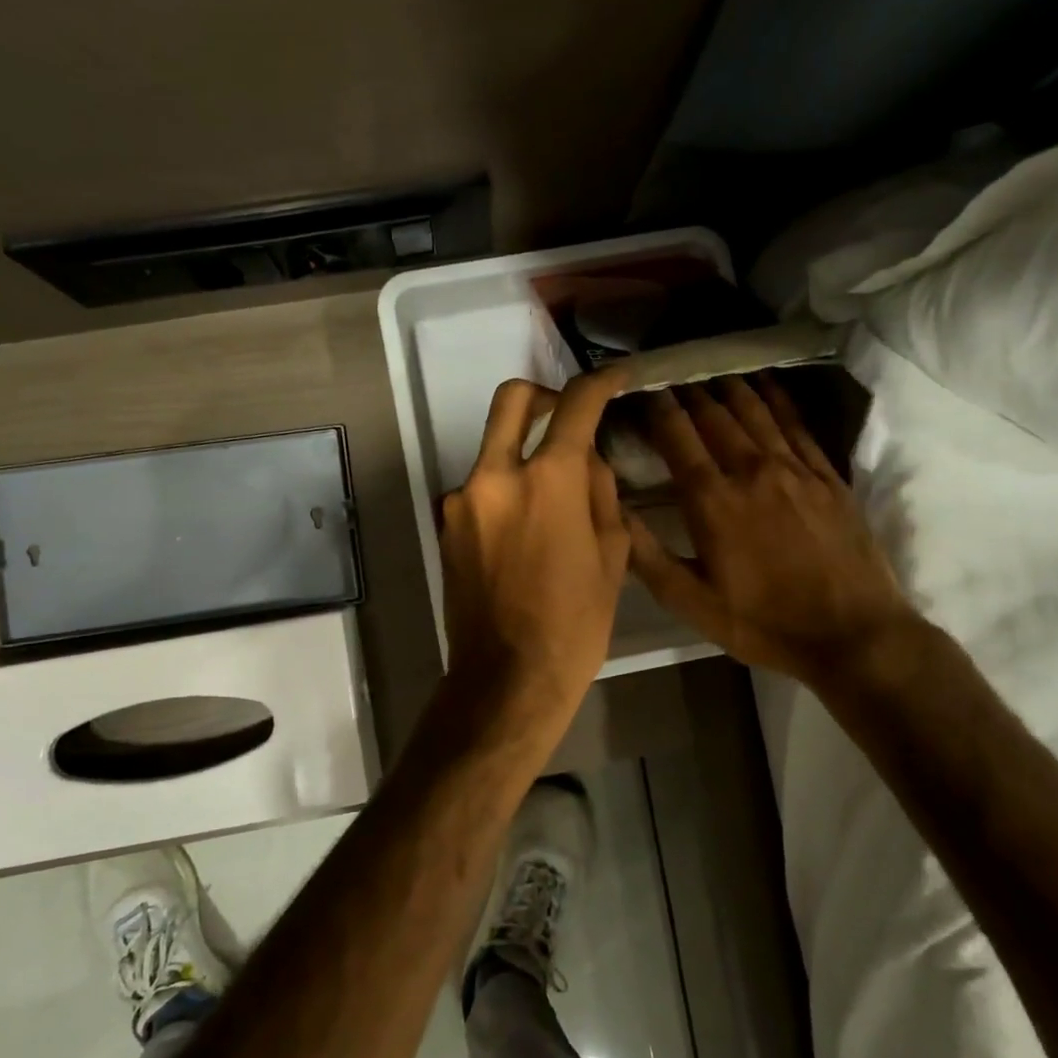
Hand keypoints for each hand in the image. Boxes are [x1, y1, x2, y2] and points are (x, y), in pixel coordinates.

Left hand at [438, 370, 631, 718]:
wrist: (507, 678)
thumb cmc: (575, 624)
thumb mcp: (611, 556)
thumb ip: (600, 493)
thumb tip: (588, 460)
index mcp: (549, 481)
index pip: (575, 406)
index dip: (598, 384)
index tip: (612, 380)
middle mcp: (496, 476)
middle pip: (511, 401)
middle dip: (541, 396)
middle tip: (563, 417)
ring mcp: (461, 500)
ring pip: (493, 450)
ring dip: (520, 456)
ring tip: (547, 502)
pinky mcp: (445, 525)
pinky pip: (477, 489)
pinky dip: (501, 492)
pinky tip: (519, 532)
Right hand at [626, 374, 916, 680]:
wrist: (853, 634)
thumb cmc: (763, 623)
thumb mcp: (691, 603)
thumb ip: (647, 555)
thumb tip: (613, 508)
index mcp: (713, 501)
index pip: (677, 436)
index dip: (656, 408)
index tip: (641, 391)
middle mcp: (751, 470)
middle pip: (715, 415)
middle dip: (689, 392)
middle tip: (673, 377)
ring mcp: (794, 468)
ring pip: (755, 411)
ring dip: (729, 387)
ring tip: (711, 372)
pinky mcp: (827, 475)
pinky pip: (797, 423)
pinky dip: (777, 398)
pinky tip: (767, 384)